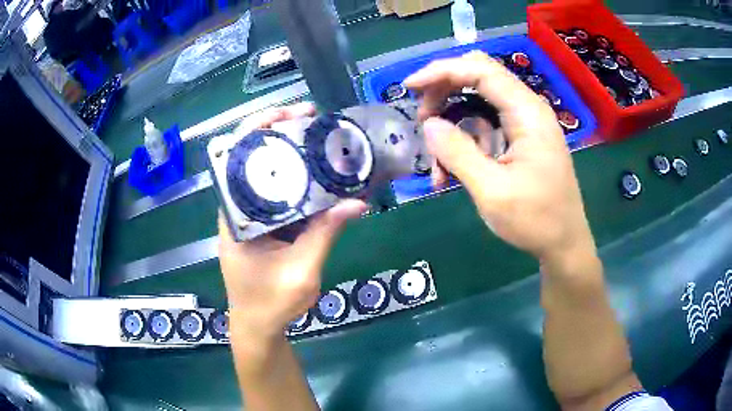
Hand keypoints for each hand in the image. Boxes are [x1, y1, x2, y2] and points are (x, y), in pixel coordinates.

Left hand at [218, 103, 367, 338]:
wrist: (258, 326)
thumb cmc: (271, 303)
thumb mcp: (302, 271)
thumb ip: (326, 234)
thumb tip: (358, 202)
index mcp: (235, 217)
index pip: (237, 159)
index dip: (259, 129)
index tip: (290, 116)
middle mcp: (237, 209)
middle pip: (252, 158)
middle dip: (278, 132)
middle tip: (311, 118)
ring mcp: (249, 217)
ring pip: (267, 174)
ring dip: (290, 153)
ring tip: (318, 137)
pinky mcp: (262, 225)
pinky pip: (279, 195)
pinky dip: (297, 180)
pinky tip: (318, 173)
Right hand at [404, 52, 595, 266]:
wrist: (564, 244)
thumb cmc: (536, 220)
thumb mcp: (492, 191)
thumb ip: (459, 153)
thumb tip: (429, 124)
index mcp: (527, 113)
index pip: (481, 71)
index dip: (441, 71)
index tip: (409, 86)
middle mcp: (527, 109)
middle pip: (479, 77)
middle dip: (444, 92)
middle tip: (423, 121)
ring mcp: (525, 124)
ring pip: (478, 103)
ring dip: (452, 124)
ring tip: (436, 163)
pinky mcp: (521, 139)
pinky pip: (485, 126)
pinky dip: (464, 142)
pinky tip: (451, 173)